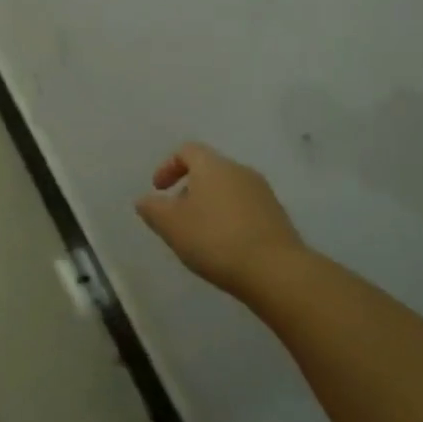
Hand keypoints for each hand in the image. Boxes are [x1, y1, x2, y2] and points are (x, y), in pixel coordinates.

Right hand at [136, 143, 305, 297]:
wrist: (275, 270)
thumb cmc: (215, 239)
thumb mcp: (171, 225)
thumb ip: (152, 209)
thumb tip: (145, 200)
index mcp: (213, 166)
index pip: (187, 150)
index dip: (168, 166)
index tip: (159, 190)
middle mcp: (240, 171)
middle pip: (209, 170)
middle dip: (189, 188)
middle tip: (177, 216)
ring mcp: (263, 193)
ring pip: (228, 190)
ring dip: (210, 205)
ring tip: (199, 235)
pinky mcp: (277, 216)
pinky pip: (245, 208)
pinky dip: (229, 219)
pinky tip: (225, 246)